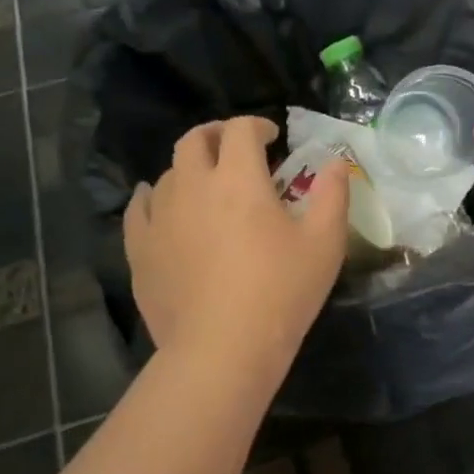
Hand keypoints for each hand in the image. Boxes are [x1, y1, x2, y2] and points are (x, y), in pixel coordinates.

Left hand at [125, 117, 348, 371]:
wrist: (222, 348)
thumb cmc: (281, 292)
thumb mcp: (325, 243)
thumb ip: (332, 194)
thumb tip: (334, 162)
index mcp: (238, 178)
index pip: (241, 130)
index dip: (258, 125)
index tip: (272, 137)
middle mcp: (192, 185)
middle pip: (195, 140)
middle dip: (218, 136)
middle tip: (236, 151)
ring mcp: (159, 216)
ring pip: (168, 173)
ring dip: (191, 169)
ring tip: (207, 188)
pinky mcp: (139, 248)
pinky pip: (140, 207)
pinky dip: (154, 198)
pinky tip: (163, 208)